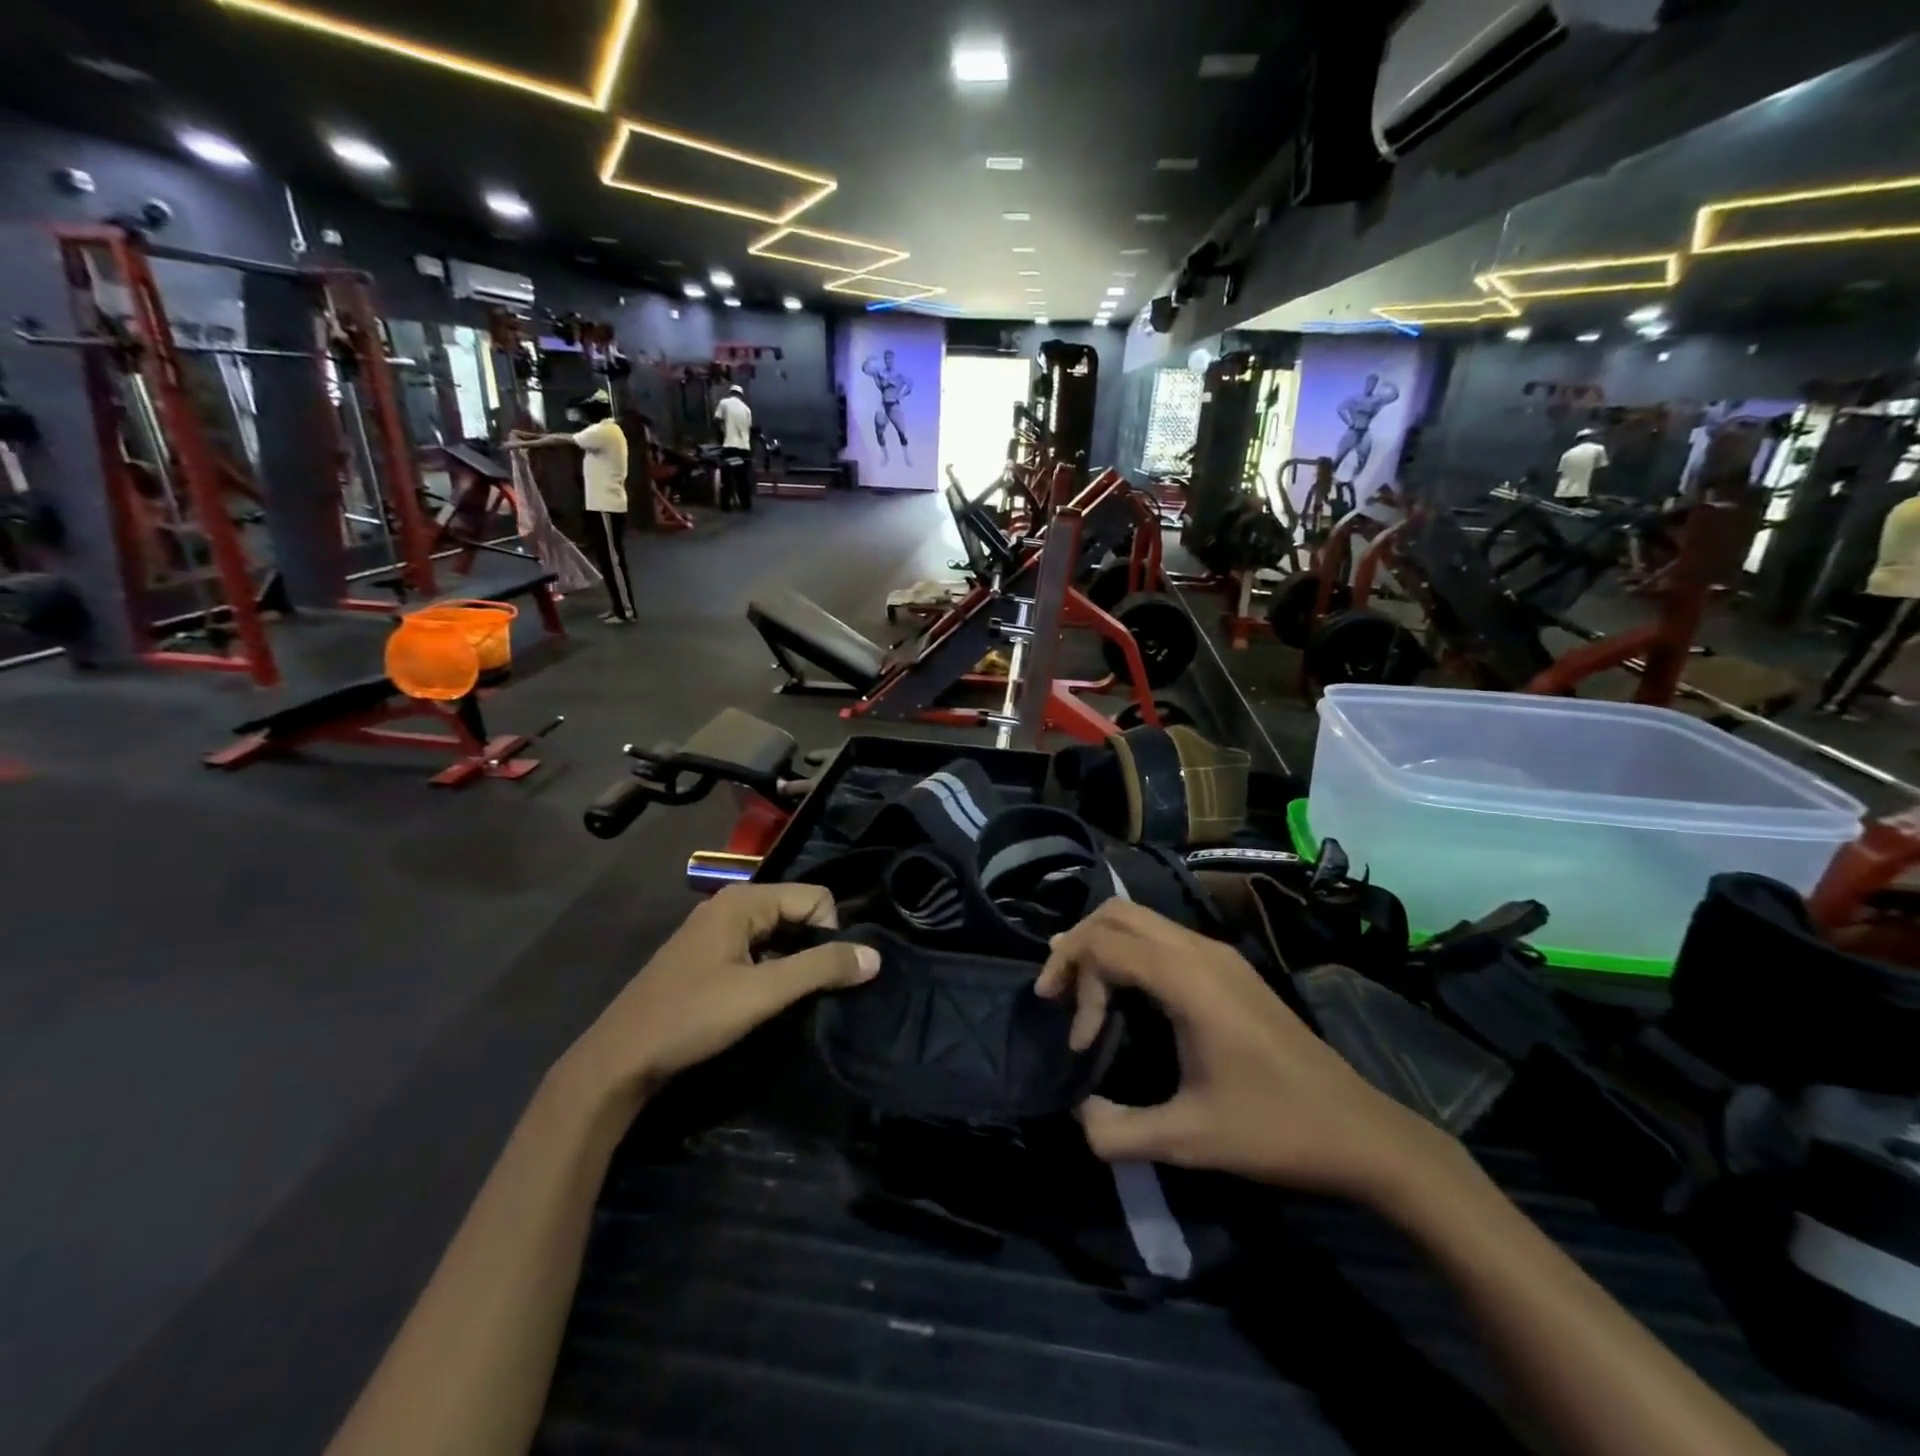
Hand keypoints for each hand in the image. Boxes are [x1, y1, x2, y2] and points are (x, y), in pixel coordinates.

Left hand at [564, 884, 877, 1103]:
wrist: (619, 1060)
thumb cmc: (692, 1017)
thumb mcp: (763, 993)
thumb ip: (820, 969)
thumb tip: (875, 956)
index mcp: (744, 900)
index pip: (816, 897)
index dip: (830, 933)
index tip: (823, 976)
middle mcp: (731, 904)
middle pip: (798, 911)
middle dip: (814, 946)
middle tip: (812, 990)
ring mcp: (716, 930)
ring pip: (779, 933)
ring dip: (793, 961)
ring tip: (792, 998)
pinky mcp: (709, 956)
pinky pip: (758, 948)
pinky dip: (773, 968)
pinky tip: (765, 1000)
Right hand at [1035, 901, 1440, 1202]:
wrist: (1362, 1131)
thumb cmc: (1275, 1130)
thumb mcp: (1189, 1141)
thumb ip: (1118, 1131)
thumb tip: (1077, 1114)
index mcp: (1189, 979)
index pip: (1106, 944)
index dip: (1076, 983)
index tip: (1078, 1042)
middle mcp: (1201, 950)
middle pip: (1116, 914)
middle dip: (1077, 947)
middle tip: (1056, 995)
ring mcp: (1218, 954)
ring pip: (1138, 919)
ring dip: (1102, 947)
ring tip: (1080, 994)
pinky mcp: (1228, 967)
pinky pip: (1161, 937)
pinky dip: (1128, 952)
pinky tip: (1124, 994)